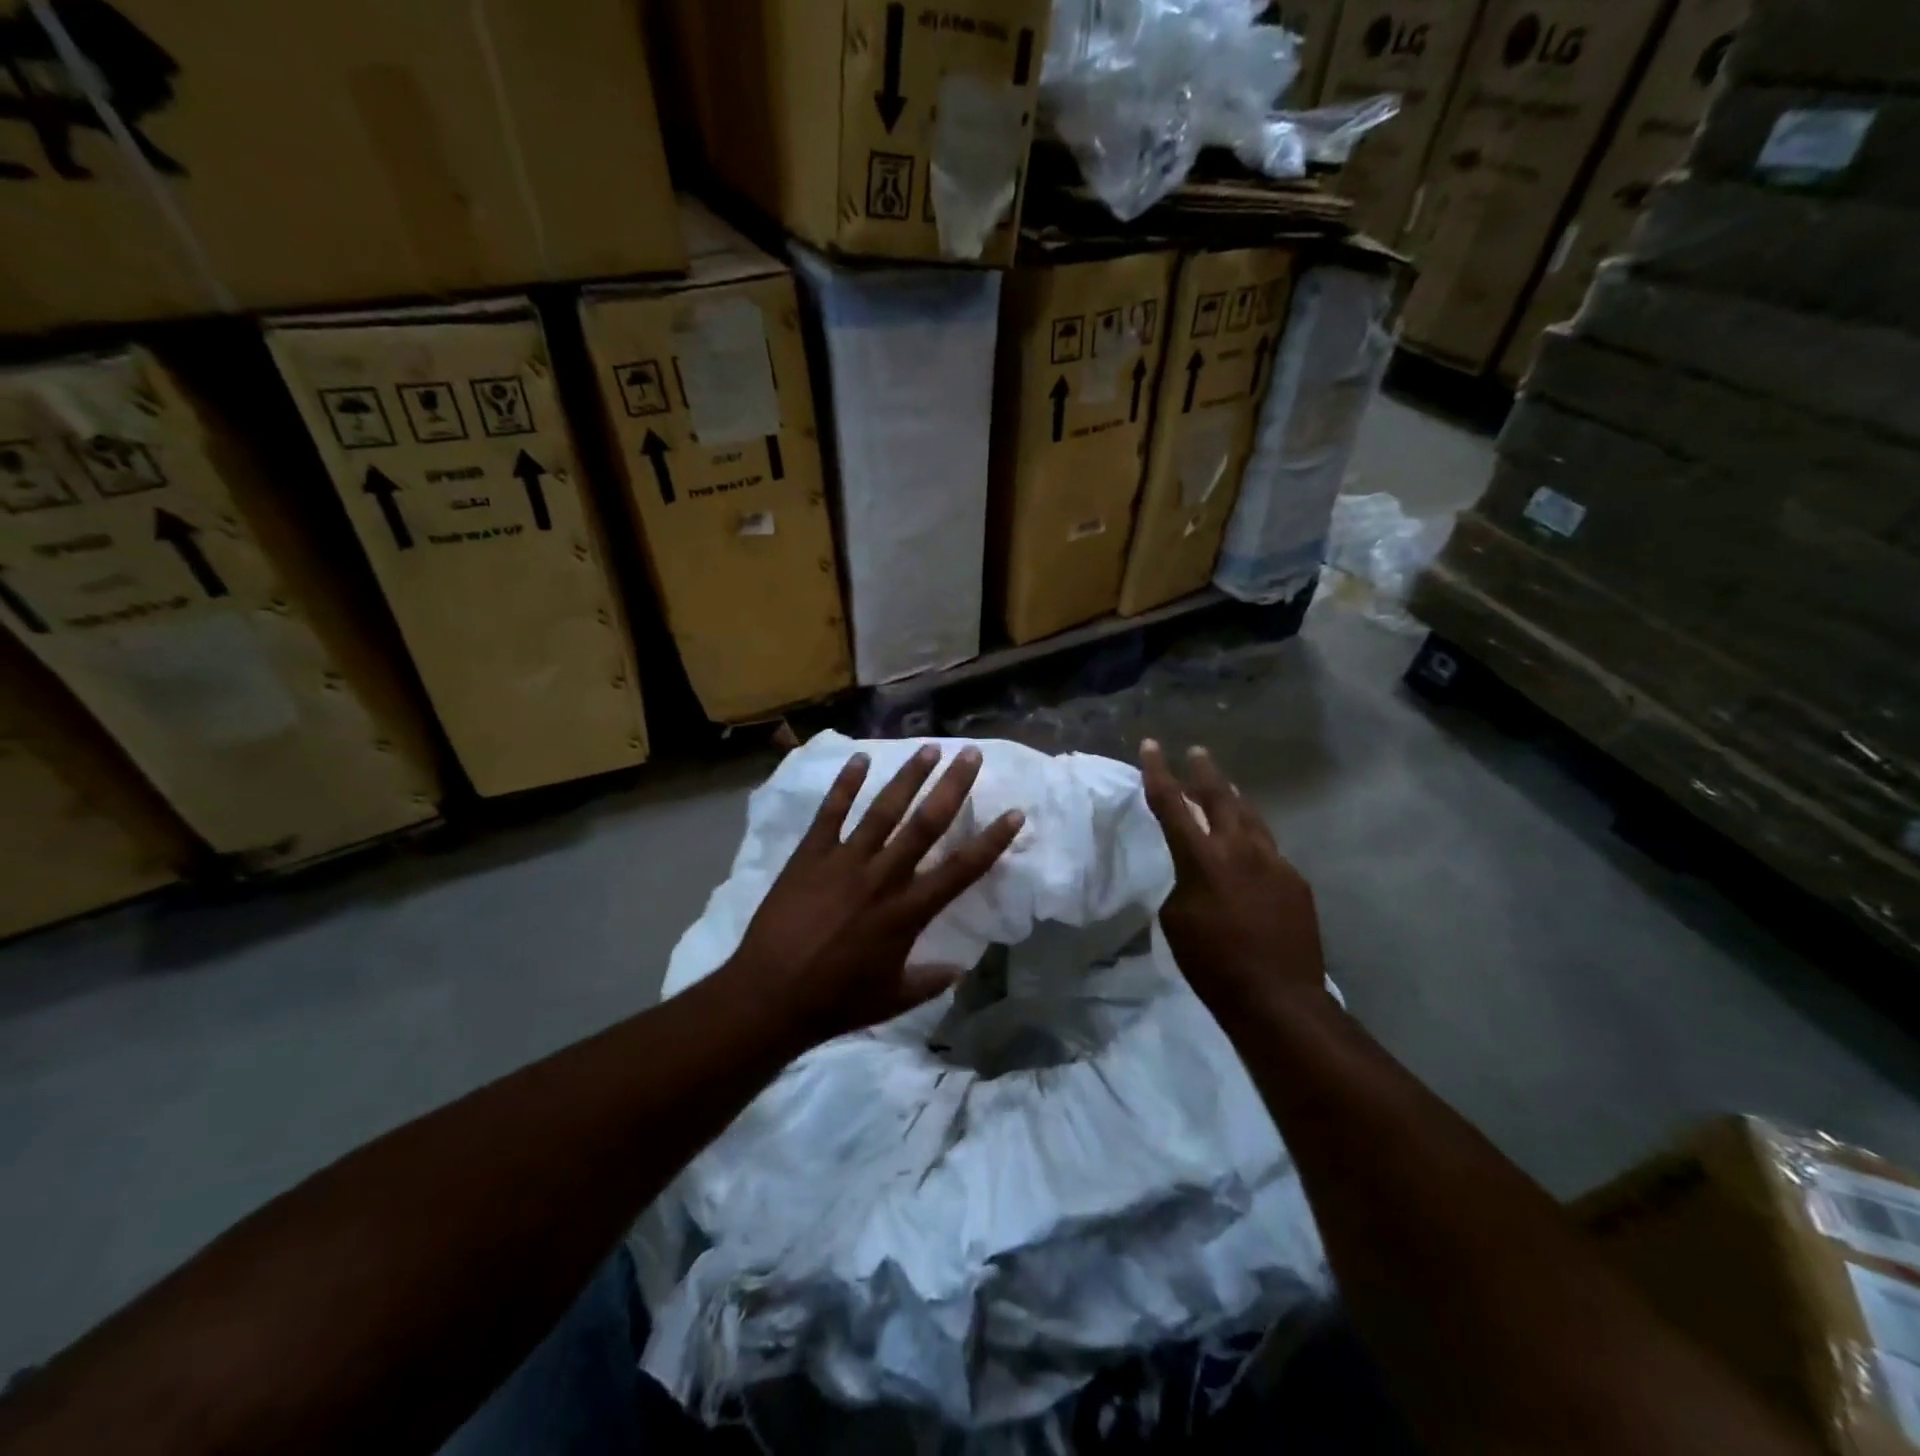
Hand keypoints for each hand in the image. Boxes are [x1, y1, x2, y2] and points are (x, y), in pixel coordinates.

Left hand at [723, 744, 1023, 1047]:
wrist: (769, 996)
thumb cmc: (836, 1001)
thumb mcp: (893, 999)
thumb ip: (930, 981)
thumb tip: (959, 969)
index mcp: (908, 912)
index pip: (962, 869)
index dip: (992, 840)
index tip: (1015, 812)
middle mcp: (883, 876)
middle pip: (926, 823)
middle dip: (952, 786)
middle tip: (971, 754)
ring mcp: (844, 861)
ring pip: (883, 809)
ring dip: (908, 777)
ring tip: (929, 748)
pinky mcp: (810, 856)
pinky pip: (831, 813)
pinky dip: (845, 785)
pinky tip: (860, 759)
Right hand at [1140, 739, 1326, 1014]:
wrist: (1277, 997)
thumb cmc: (1212, 963)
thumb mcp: (1176, 919)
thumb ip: (1184, 883)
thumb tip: (1198, 873)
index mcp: (1202, 858)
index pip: (1172, 804)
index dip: (1158, 772)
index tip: (1151, 745)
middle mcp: (1240, 849)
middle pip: (1220, 797)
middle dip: (1205, 772)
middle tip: (1198, 752)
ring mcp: (1274, 861)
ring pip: (1251, 817)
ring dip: (1234, 800)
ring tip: (1226, 788)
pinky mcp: (1296, 880)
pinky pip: (1269, 849)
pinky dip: (1253, 840)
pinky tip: (1250, 851)